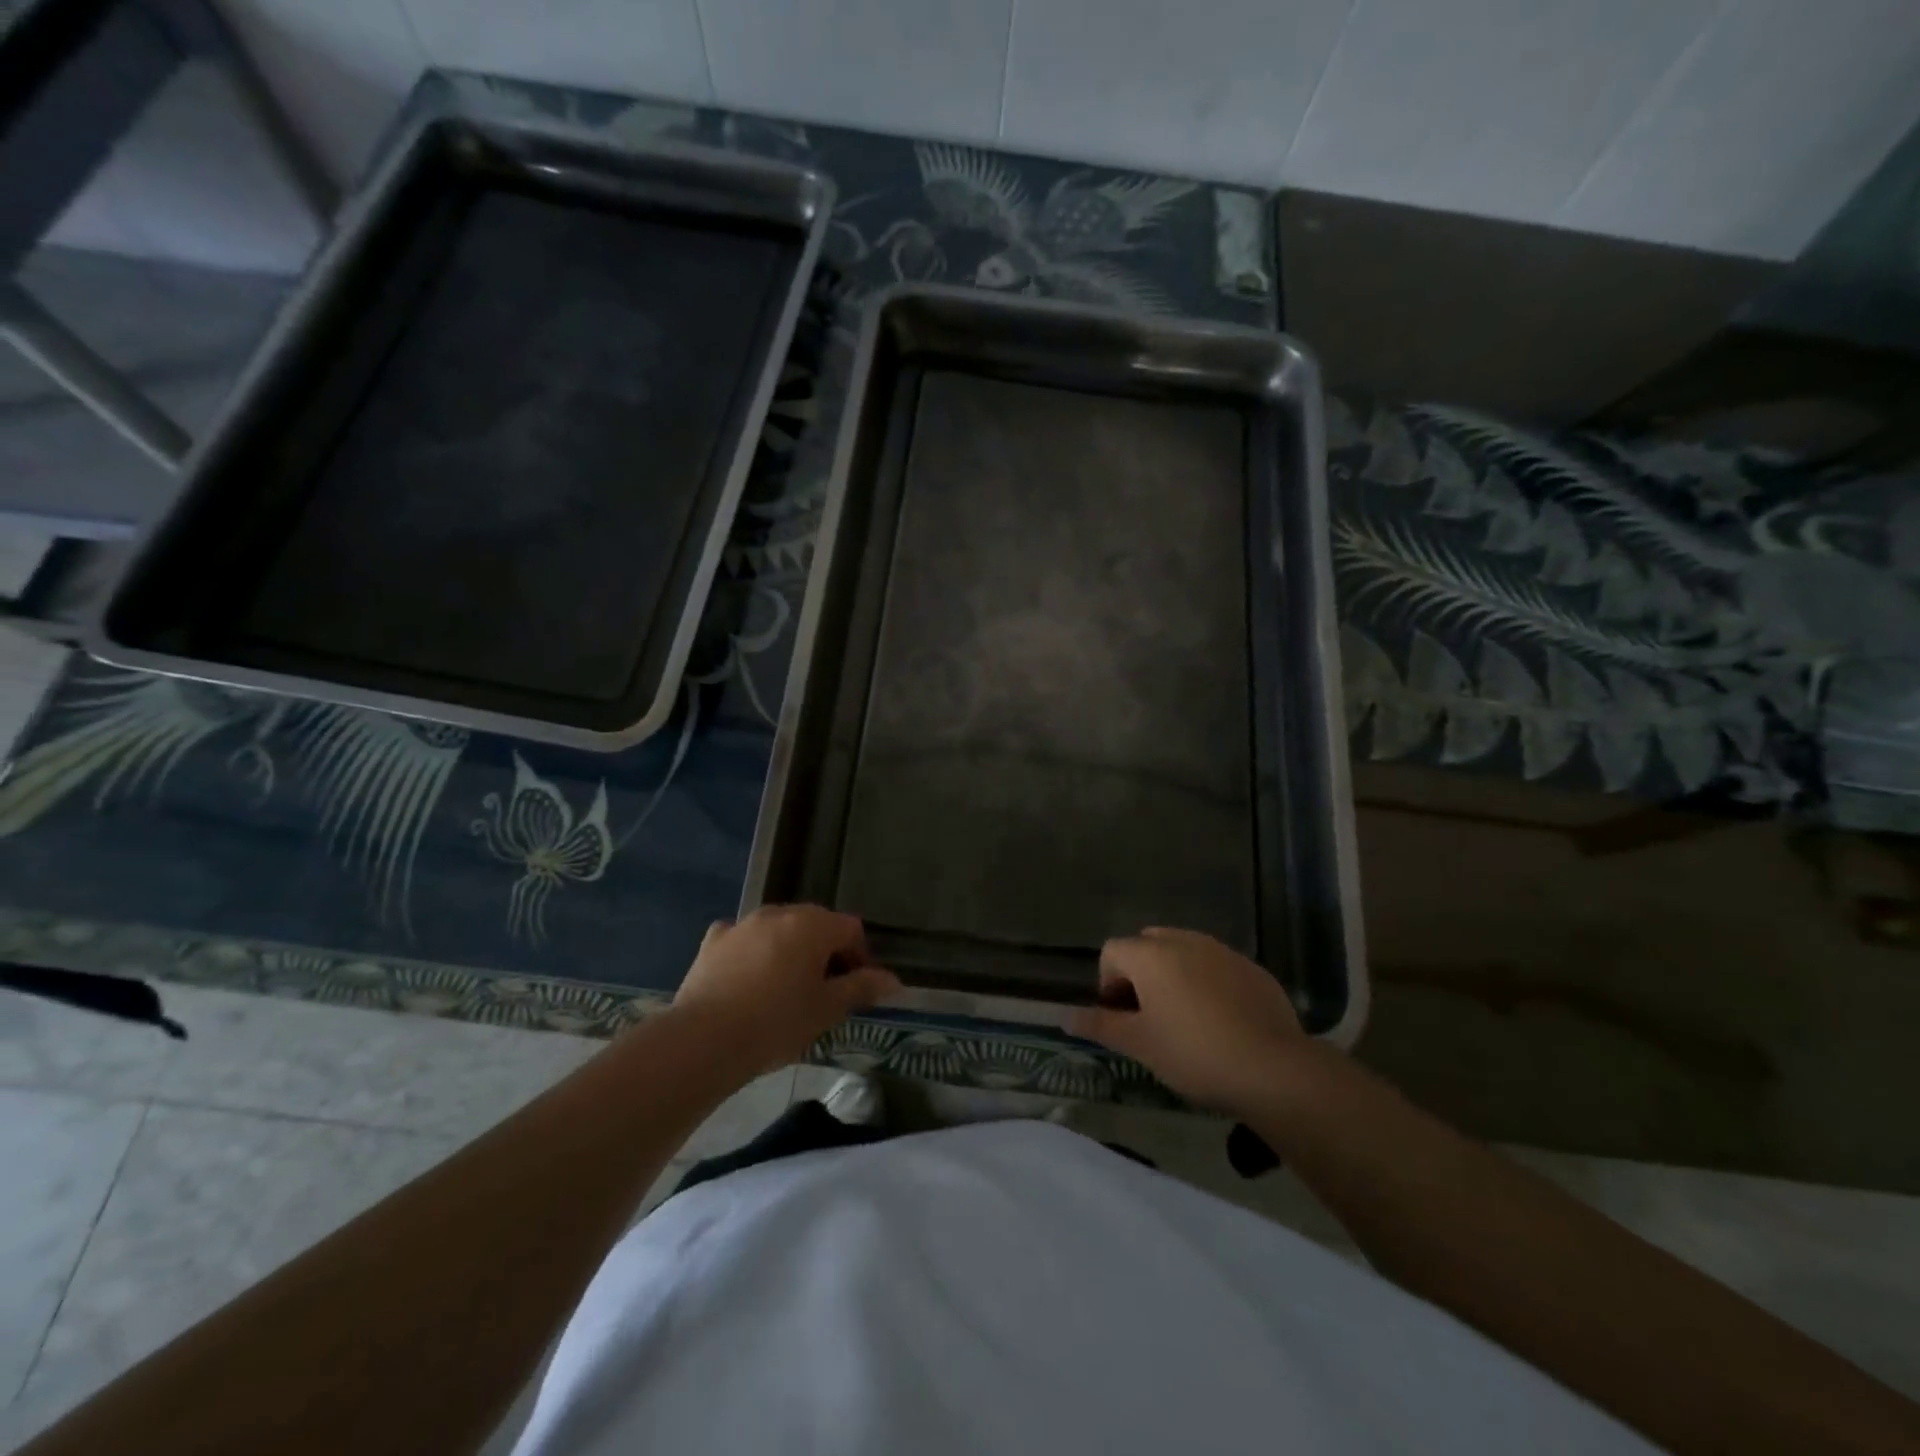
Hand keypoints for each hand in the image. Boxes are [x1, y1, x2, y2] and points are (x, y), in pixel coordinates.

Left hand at [671, 905, 899, 1076]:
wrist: (704, 1040)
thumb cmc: (776, 1023)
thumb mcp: (826, 1010)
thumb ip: (861, 988)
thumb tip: (893, 980)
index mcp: (813, 925)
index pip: (851, 929)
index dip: (860, 957)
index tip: (855, 989)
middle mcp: (779, 912)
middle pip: (816, 923)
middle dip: (826, 951)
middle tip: (824, 991)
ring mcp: (743, 923)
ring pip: (779, 928)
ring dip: (790, 949)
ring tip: (786, 989)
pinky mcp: (714, 940)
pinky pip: (744, 938)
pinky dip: (753, 952)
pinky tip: (749, 979)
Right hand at [1068, 927, 1306, 1113]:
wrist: (1273, 1068)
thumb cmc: (1194, 1053)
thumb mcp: (1140, 1045)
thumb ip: (1101, 1025)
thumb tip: (1065, 1017)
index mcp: (1151, 955)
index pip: (1112, 951)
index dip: (1107, 982)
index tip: (1120, 1017)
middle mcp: (1184, 941)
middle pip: (1148, 944)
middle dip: (1140, 973)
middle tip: (1148, 1015)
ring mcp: (1222, 951)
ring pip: (1184, 951)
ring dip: (1174, 975)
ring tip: (1184, 1018)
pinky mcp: (1252, 968)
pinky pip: (1216, 965)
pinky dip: (1208, 982)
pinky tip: (1220, 1021)